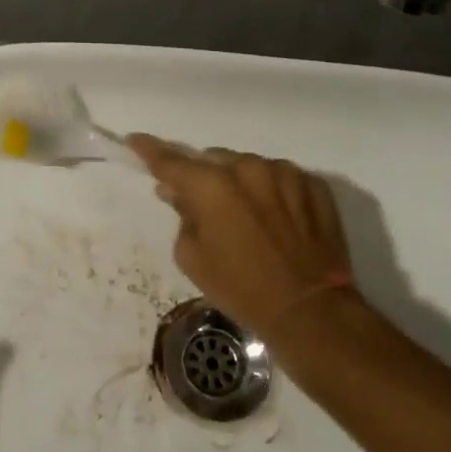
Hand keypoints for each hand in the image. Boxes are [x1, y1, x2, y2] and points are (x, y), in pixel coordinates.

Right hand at [127, 136, 356, 343]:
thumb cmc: (242, 289)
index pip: (170, 161)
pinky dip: (273, 193)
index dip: (150, 149)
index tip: (136, 140)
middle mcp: (247, 167)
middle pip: (214, 161)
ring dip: (241, 183)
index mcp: (211, 185)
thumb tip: (178, 193)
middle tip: (206, 205)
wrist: (312, 312)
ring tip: (248, 217)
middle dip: (206, 177)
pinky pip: (282, 180)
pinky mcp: (314, 185)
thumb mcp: (193, 259)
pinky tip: (278, 221)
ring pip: (250, 167)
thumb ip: (182, 217)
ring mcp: (285, 173)